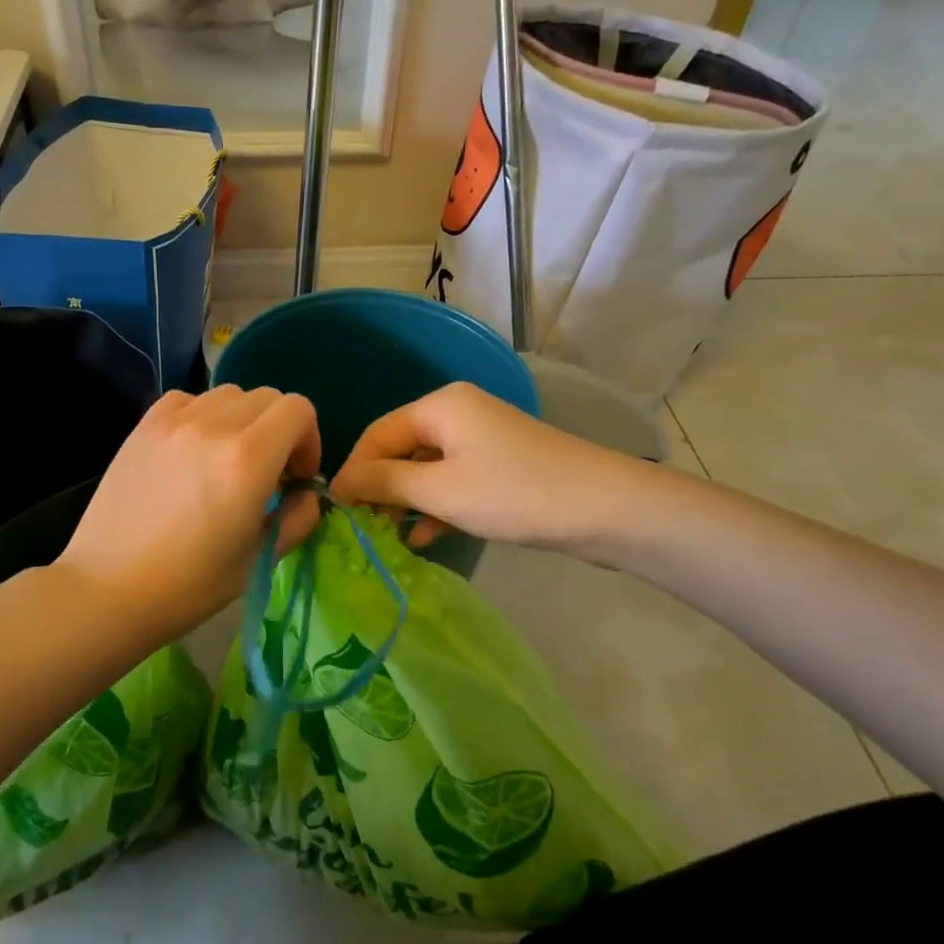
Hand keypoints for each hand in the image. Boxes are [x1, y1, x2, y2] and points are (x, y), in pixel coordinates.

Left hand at [54, 385, 321, 646]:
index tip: (296, 477)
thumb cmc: (189, 585)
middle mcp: (213, 426)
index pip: (297, 410)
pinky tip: (193, 451)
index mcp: (248, 459)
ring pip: (228, 395)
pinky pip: (189, 399)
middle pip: (267, 398)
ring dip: (242, 421)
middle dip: (279, 430)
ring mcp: (174, 420)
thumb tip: (307, 494)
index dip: (308, 439)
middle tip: (266, 473)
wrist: (108, 589)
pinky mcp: (145, 425)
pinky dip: (203, 415)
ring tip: (227, 461)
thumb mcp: (258, 560)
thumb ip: (297, 519)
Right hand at [328, 382, 654, 561]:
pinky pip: (453, 480)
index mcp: (439, 406)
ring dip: (406, 501)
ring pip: (426, 468)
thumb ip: (384, 483)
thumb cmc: (514, 493)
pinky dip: (436, 505)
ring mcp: (482, 439)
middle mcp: (457, 413)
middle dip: (379, 488)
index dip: (353, 471)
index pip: (377, 434)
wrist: (607, 509)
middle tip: (362, 529)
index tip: (337, 511)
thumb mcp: (440, 491)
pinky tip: (423, 537)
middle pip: (400, 449)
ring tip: (388, 536)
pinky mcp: (500, 465)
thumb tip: (338, 484)